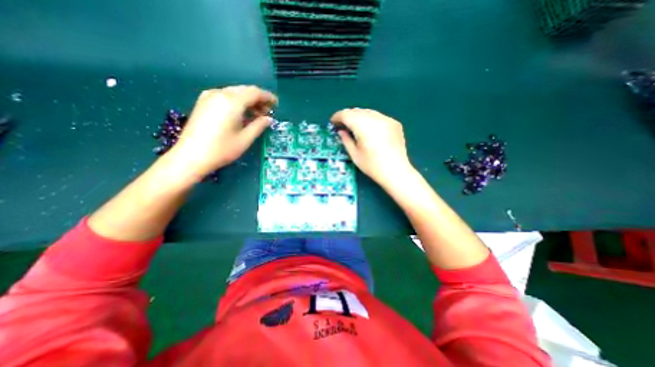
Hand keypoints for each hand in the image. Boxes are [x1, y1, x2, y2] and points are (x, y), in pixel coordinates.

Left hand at [169, 84, 274, 178]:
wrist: (191, 156)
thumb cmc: (222, 149)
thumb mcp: (245, 139)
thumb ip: (259, 125)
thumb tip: (268, 119)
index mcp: (232, 101)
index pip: (254, 92)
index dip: (267, 97)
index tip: (276, 104)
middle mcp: (220, 94)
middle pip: (244, 90)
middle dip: (258, 99)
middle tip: (268, 111)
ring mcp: (209, 97)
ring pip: (234, 93)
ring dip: (248, 101)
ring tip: (257, 115)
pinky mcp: (203, 103)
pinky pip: (225, 97)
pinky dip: (237, 103)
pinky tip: (241, 114)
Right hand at [330, 108, 410, 184]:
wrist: (396, 171)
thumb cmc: (372, 166)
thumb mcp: (354, 155)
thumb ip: (346, 140)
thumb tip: (341, 131)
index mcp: (363, 126)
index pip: (346, 114)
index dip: (337, 116)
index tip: (333, 122)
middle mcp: (375, 119)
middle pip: (357, 111)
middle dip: (347, 116)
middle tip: (342, 125)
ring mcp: (387, 119)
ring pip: (368, 112)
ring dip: (358, 117)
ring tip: (355, 127)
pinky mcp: (394, 123)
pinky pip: (378, 117)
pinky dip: (370, 120)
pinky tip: (369, 130)